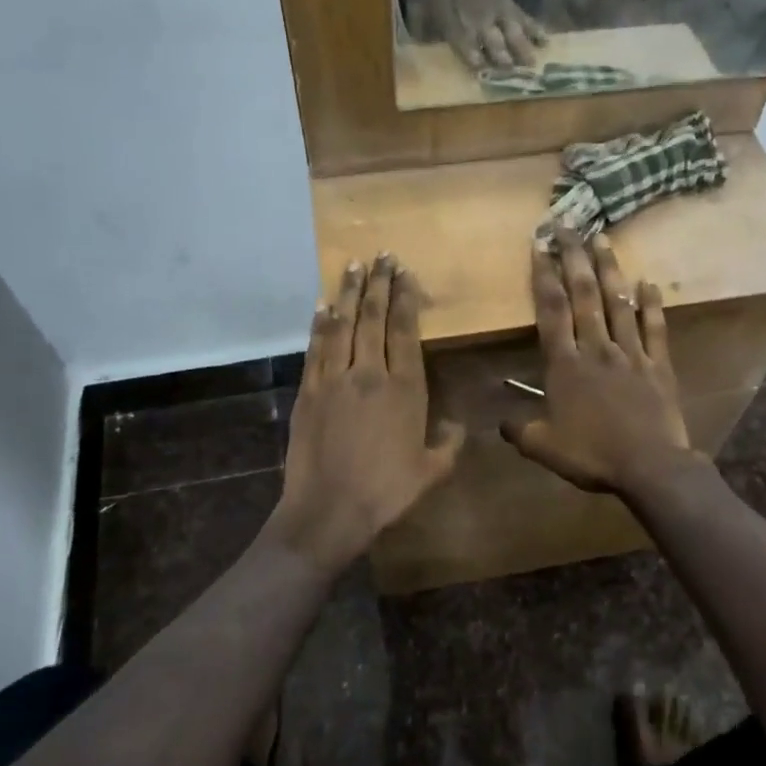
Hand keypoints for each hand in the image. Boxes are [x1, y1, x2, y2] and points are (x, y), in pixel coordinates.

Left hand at [267, 255, 465, 574]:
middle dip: (378, 284)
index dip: (404, 299)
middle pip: (373, 319)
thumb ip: (449, 442)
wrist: (329, 510)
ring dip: (348, 294)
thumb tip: (457, 423)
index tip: (404, 273)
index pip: (403, 331)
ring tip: (353, 266)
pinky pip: (316, 348)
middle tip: (381, 255)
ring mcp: (333, 380)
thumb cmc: (386, 492)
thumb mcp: (432, 471)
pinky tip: (323, 306)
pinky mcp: (308, 392)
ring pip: (342, 326)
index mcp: (404, 389)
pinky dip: (320, 324)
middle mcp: (369, 374)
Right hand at [500, 226, 698, 495]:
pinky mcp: (658, 365)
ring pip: (618, 302)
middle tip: (568, 226)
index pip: (551, 311)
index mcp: (565, 365)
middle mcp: (596, 349)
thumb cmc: (592, 455)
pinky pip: (655, 328)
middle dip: (574, 258)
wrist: (650, 467)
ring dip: (609, 268)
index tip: (539, 246)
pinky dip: (652, 304)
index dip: (543, 277)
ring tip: (602, 238)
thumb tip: (500, 422)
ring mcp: (630, 353)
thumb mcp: (544, 448)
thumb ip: (519, 430)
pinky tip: (648, 282)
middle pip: (585, 295)